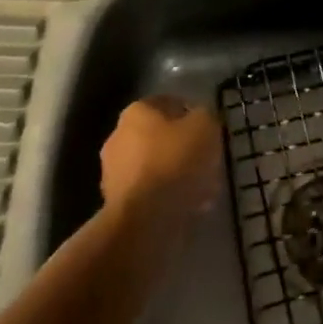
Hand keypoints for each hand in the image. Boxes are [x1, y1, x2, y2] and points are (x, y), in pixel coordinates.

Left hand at [100, 97, 222, 221]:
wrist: (144, 219)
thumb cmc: (175, 162)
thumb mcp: (204, 127)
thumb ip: (205, 116)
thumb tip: (201, 118)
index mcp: (136, 111)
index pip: (169, 103)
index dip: (192, 115)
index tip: (210, 131)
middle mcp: (118, 136)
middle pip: (160, 137)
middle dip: (183, 148)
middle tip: (207, 161)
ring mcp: (113, 171)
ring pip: (155, 167)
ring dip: (176, 174)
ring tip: (203, 190)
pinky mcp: (116, 203)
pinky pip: (149, 193)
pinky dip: (166, 197)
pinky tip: (189, 207)